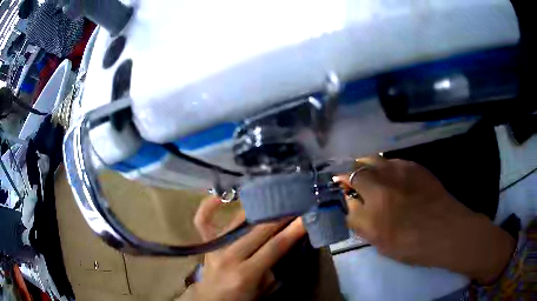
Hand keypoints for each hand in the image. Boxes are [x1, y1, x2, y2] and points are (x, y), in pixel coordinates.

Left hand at [187, 197, 305, 300]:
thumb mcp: (266, 288)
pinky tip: (222, 195)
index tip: (306, 215)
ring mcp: (215, 247)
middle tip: (295, 201)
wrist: (212, 300)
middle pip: (259, 229)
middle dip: (280, 214)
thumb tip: (288, 239)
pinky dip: (209, 205)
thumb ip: (276, 265)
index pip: (274, 247)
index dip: (293, 230)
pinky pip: (203, 220)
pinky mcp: (206, 243)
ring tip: (275, 196)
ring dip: (259, 207)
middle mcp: (229, 256)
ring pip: (239, 220)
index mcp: (246, 273)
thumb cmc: (242, 298)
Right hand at [342, 157, 514, 283]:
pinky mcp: (415, 166)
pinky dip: (385, 168)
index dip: (339, 183)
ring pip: (375, 159)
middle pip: (358, 165)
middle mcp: (385, 178)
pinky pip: (392, 161)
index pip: (346, 183)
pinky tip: (391, 179)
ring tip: (370, 180)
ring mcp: (402, 168)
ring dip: (368, 167)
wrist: (447, 230)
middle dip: (351, 172)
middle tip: (352, 183)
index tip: (338, 188)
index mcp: (374, 200)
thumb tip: (349, 203)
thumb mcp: (378, 240)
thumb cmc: (412, 243)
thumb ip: (358, 219)